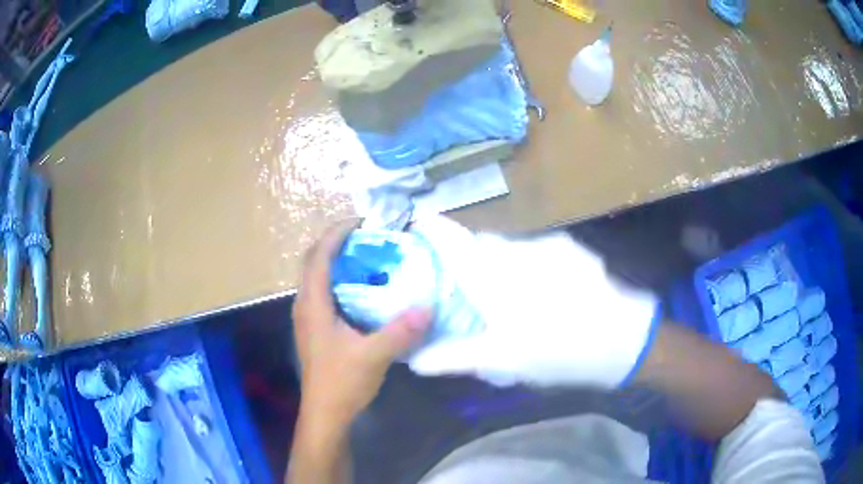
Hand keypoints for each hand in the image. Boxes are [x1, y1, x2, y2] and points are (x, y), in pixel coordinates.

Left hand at [293, 221, 432, 424]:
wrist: (325, 413)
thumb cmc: (342, 382)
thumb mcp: (373, 356)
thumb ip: (399, 331)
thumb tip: (427, 306)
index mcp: (313, 304)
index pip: (318, 256)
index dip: (336, 233)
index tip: (361, 222)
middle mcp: (304, 304)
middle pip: (313, 261)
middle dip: (336, 243)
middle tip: (367, 237)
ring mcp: (307, 317)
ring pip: (316, 276)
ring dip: (336, 261)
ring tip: (367, 257)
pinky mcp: (314, 328)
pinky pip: (323, 292)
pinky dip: (339, 280)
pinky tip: (362, 291)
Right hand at [405, 215, 659, 388]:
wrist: (624, 339)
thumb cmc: (558, 350)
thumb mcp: (503, 360)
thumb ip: (456, 357)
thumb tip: (416, 360)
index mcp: (498, 274)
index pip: (456, 241)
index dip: (435, 229)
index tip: (421, 224)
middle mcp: (521, 250)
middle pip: (484, 245)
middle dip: (472, 259)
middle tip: (473, 289)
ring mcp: (551, 246)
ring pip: (513, 248)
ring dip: (504, 265)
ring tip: (514, 299)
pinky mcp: (574, 251)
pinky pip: (540, 251)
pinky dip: (531, 266)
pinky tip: (545, 293)